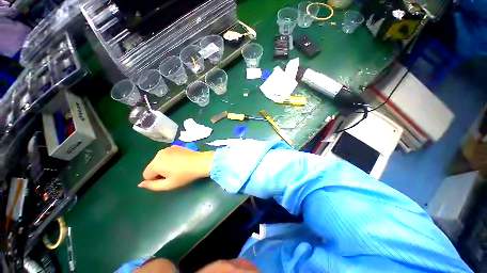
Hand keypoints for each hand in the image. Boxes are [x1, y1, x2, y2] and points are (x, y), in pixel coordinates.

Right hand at [139, 146, 213, 190]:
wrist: (200, 162)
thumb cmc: (185, 175)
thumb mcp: (169, 185)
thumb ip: (152, 186)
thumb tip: (140, 184)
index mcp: (155, 163)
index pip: (146, 175)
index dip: (156, 179)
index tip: (168, 179)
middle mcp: (159, 153)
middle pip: (153, 166)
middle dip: (160, 172)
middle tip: (174, 174)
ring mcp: (168, 148)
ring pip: (160, 160)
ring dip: (165, 165)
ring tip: (178, 167)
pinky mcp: (175, 146)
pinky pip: (167, 155)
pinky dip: (170, 159)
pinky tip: (181, 161)